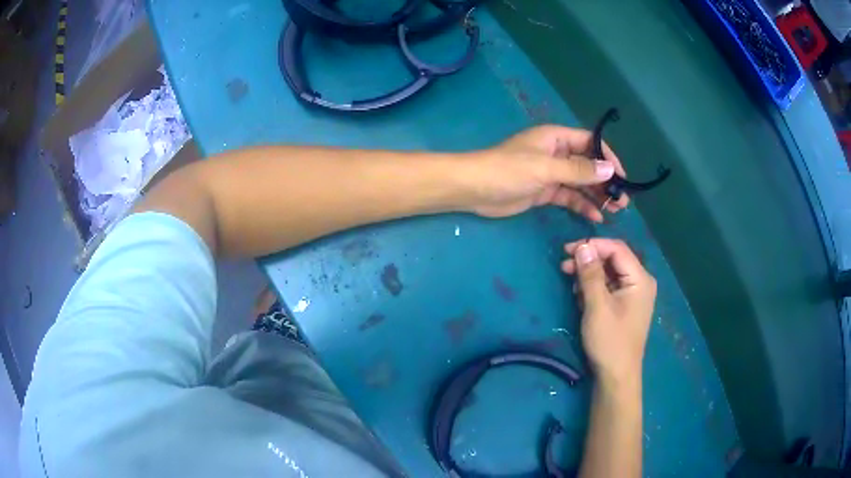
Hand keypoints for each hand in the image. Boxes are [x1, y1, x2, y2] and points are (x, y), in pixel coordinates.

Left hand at [463, 125, 628, 220]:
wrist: (475, 189)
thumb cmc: (509, 170)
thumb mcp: (546, 168)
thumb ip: (578, 170)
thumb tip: (609, 169)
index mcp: (556, 138)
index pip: (590, 142)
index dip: (608, 157)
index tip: (623, 176)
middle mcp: (556, 153)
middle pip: (587, 164)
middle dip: (605, 180)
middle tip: (623, 200)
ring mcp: (550, 174)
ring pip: (580, 183)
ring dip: (597, 195)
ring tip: (615, 210)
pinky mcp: (544, 192)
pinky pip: (569, 197)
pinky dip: (581, 205)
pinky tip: (595, 217)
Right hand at [562, 239, 656, 388]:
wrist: (616, 376)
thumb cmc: (609, 342)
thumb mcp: (597, 307)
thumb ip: (590, 275)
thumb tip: (582, 246)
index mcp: (640, 279)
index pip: (617, 249)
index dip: (593, 245)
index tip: (567, 250)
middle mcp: (640, 282)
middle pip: (613, 259)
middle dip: (589, 259)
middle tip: (564, 265)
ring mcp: (633, 294)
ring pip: (609, 273)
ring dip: (589, 274)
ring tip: (569, 280)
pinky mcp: (625, 305)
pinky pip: (609, 287)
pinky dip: (594, 287)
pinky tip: (579, 295)